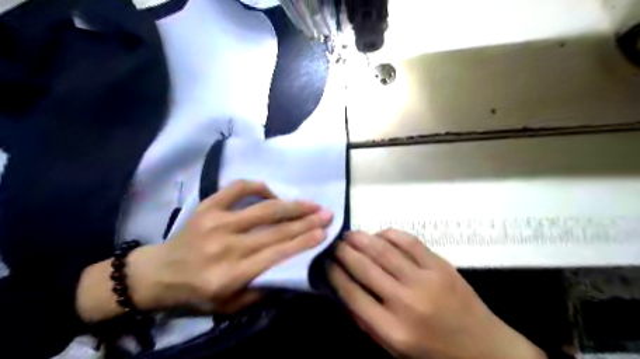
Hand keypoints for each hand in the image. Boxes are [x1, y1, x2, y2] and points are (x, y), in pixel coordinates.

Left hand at [128, 181, 332, 311]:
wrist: (157, 274)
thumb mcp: (229, 307)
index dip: (304, 242)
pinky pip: (238, 188)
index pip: (277, 253)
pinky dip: (259, 187)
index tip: (324, 232)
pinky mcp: (207, 206)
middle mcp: (225, 246)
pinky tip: (273, 193)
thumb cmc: (196, 294)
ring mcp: (215, 222)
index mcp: (231, 274)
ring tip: (311, 203)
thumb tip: (292, 272)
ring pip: (263, 209)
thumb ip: (262, 290)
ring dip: (291, 205)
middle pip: (275, 230)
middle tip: (327, 213)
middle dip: (306, 221)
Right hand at [330, 229, 543, 358]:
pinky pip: (408, 241)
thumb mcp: (393, 348)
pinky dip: (389, 234)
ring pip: (383, 250)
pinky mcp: (440, 265)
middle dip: (343, 251)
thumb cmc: (432, 351)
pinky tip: (379, 234)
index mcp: (392, 329)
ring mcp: (425, 280)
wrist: (483, 347)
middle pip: (364, 267)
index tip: (325, 261)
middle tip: (334, 243)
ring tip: (349, 234)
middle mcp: (405, 302)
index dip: (334, 273)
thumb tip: (343, 288)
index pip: (352, 293)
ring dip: (361, 239)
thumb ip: (366, 319)